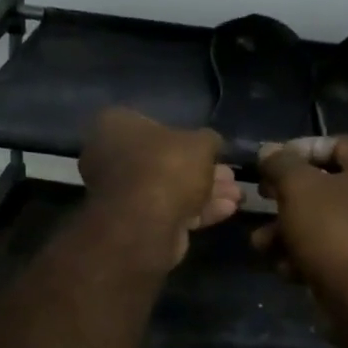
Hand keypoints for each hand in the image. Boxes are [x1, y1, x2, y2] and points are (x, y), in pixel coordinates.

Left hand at [80, 108, 241, 265]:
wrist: (146, 223)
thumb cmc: (167, 167)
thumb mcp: (201, 142)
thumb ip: (208, 140)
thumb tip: (210, 144)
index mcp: (115, 126)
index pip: (151, 124)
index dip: (185, 136)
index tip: (210, 147)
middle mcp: (110, 157)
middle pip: (164, 160)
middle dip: (202, 169)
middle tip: (230, 175)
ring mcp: (120, 193)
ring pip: (169, 188)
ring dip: (206, 192)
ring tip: (237, 195)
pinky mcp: (134, 223)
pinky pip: (169, 210)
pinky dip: (198, 210)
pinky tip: (227, 210)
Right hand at [252, 136, 347, 317]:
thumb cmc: (336, 232)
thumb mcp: (299, 187)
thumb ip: (280, 164)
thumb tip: (269, 151)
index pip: (331, 143)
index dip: (295, 150)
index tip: (266, 164)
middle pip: (321, 185)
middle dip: (284, 197)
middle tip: (260, 199)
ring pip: (319, 221)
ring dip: (284, 231)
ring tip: (261, 244)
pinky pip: (326, 251)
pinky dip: (302, 256)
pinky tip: (284, 269)